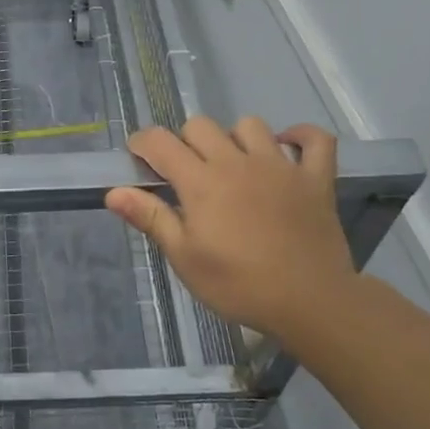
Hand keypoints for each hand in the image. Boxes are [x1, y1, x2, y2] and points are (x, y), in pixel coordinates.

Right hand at [105, 116, 361, 340]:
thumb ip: (151, 218)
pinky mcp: (315, 178)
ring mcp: (280, 166)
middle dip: (185, 142)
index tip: (137, 157)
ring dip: (235, 138)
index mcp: (201, 182)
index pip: (160, 142)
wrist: (310, 303)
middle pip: (201, 125)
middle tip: (187, 173)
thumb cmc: (238, 285)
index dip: (142, 143)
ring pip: (250, 125)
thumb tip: (114, 192)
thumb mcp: (185, 258)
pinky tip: (288, 148)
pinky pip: (316, 139)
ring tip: (234, 165)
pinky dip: (301, 137)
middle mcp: (237, 162)